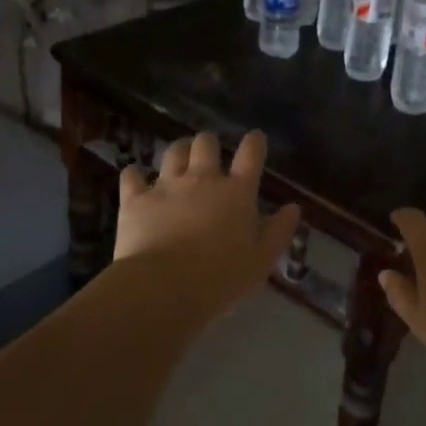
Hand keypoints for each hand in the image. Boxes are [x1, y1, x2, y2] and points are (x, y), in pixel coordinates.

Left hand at [114, 131, 300, 317]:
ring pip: (173, 151)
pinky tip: (136, 179)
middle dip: (209, 143)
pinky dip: (135, 175)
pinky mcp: (135, 199)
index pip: (250, 155)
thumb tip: (293, 208)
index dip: (254, 142)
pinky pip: (132, 175)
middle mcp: (202, 179)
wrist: (165, 287)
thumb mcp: (261, 261)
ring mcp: (166, 186)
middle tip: (209, 153)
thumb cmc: (221, 278)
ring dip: (179, 151)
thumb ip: (278, 231)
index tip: (255, 138)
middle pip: (206, 143)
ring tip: (179, 157)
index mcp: (236, 192)